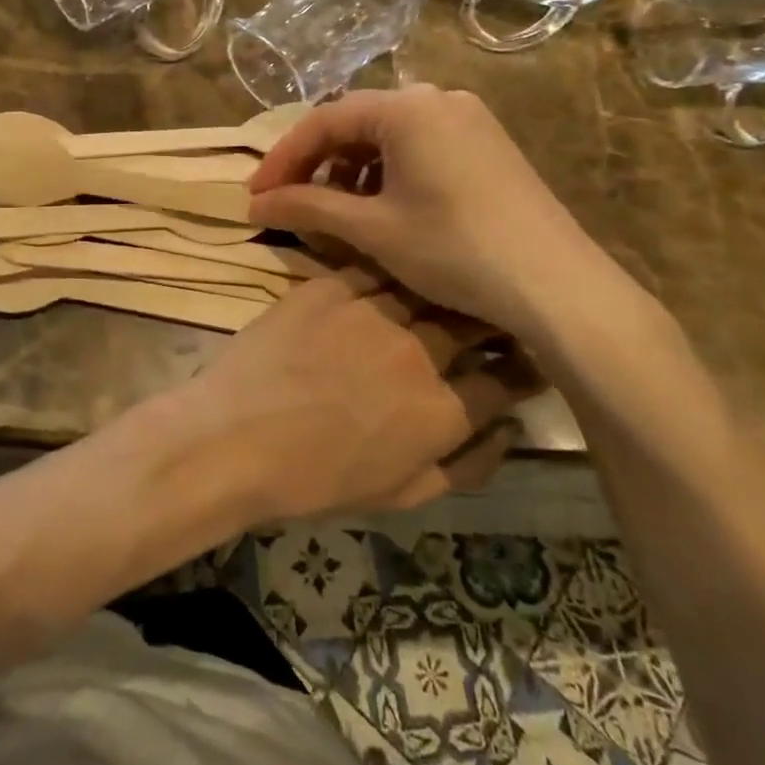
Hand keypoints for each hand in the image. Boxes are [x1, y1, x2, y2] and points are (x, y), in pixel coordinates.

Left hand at [183, 270, 539, 522]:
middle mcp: (418, 353)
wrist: (236, 440)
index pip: (505, 380)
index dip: (523, 369)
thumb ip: (467, 465)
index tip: (527, 359)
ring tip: (444, 286)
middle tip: (489, 315)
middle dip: (490, 320)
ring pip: (425, 288)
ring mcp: (371, 313)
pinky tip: (391, 272)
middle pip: (472, 323)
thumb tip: (509, 430)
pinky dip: (389, 273)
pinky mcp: (329, 288)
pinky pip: (373, 270)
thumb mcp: (403, 494)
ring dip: (441, 289)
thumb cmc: (317, 481)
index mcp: (442, 411)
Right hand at [247, 86, 647, 347]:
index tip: (254, 194)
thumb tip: (253, 203)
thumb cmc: (455, 249)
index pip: (323, 121)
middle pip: (355, 122)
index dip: (282, 158)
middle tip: (287, 201)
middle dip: (316, 162)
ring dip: (350, 168)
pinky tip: (381, 205)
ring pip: (387, 134)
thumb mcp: (372, 229)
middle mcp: (438, 98)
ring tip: (333, 209)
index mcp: (406, 108)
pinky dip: (387, 170)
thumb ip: (307, 207)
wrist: (558, 285)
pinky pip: (419, 144)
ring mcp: (468, 118)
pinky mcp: (486, 143)